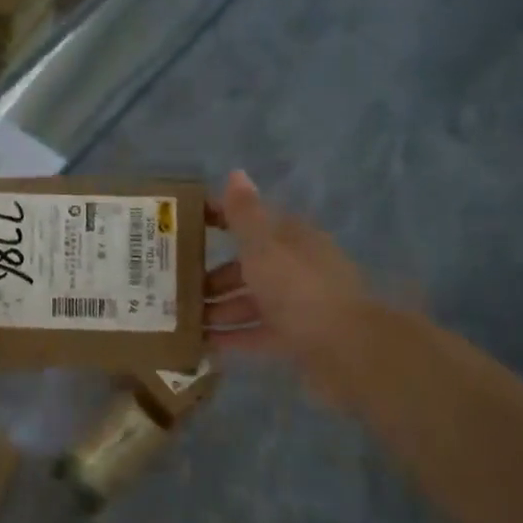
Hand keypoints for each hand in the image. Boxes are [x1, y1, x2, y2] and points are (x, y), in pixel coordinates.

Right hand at [203, 170, 375, 408]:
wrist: (347, 349)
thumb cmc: (299, 289)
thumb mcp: (264, 247)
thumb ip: (245, 214)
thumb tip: (235, 173)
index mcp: (291, 239)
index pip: (251, 221)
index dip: (219, 220)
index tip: (184, 226)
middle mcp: (295, 268)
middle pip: (247, 266)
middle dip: (212, 276)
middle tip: (175, 285)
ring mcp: (297, 305)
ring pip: (249, 301)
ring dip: (218, 308)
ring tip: (181, 318)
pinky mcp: (295, 338)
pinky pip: (256, 333)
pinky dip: (231, 336)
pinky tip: (201, 342)